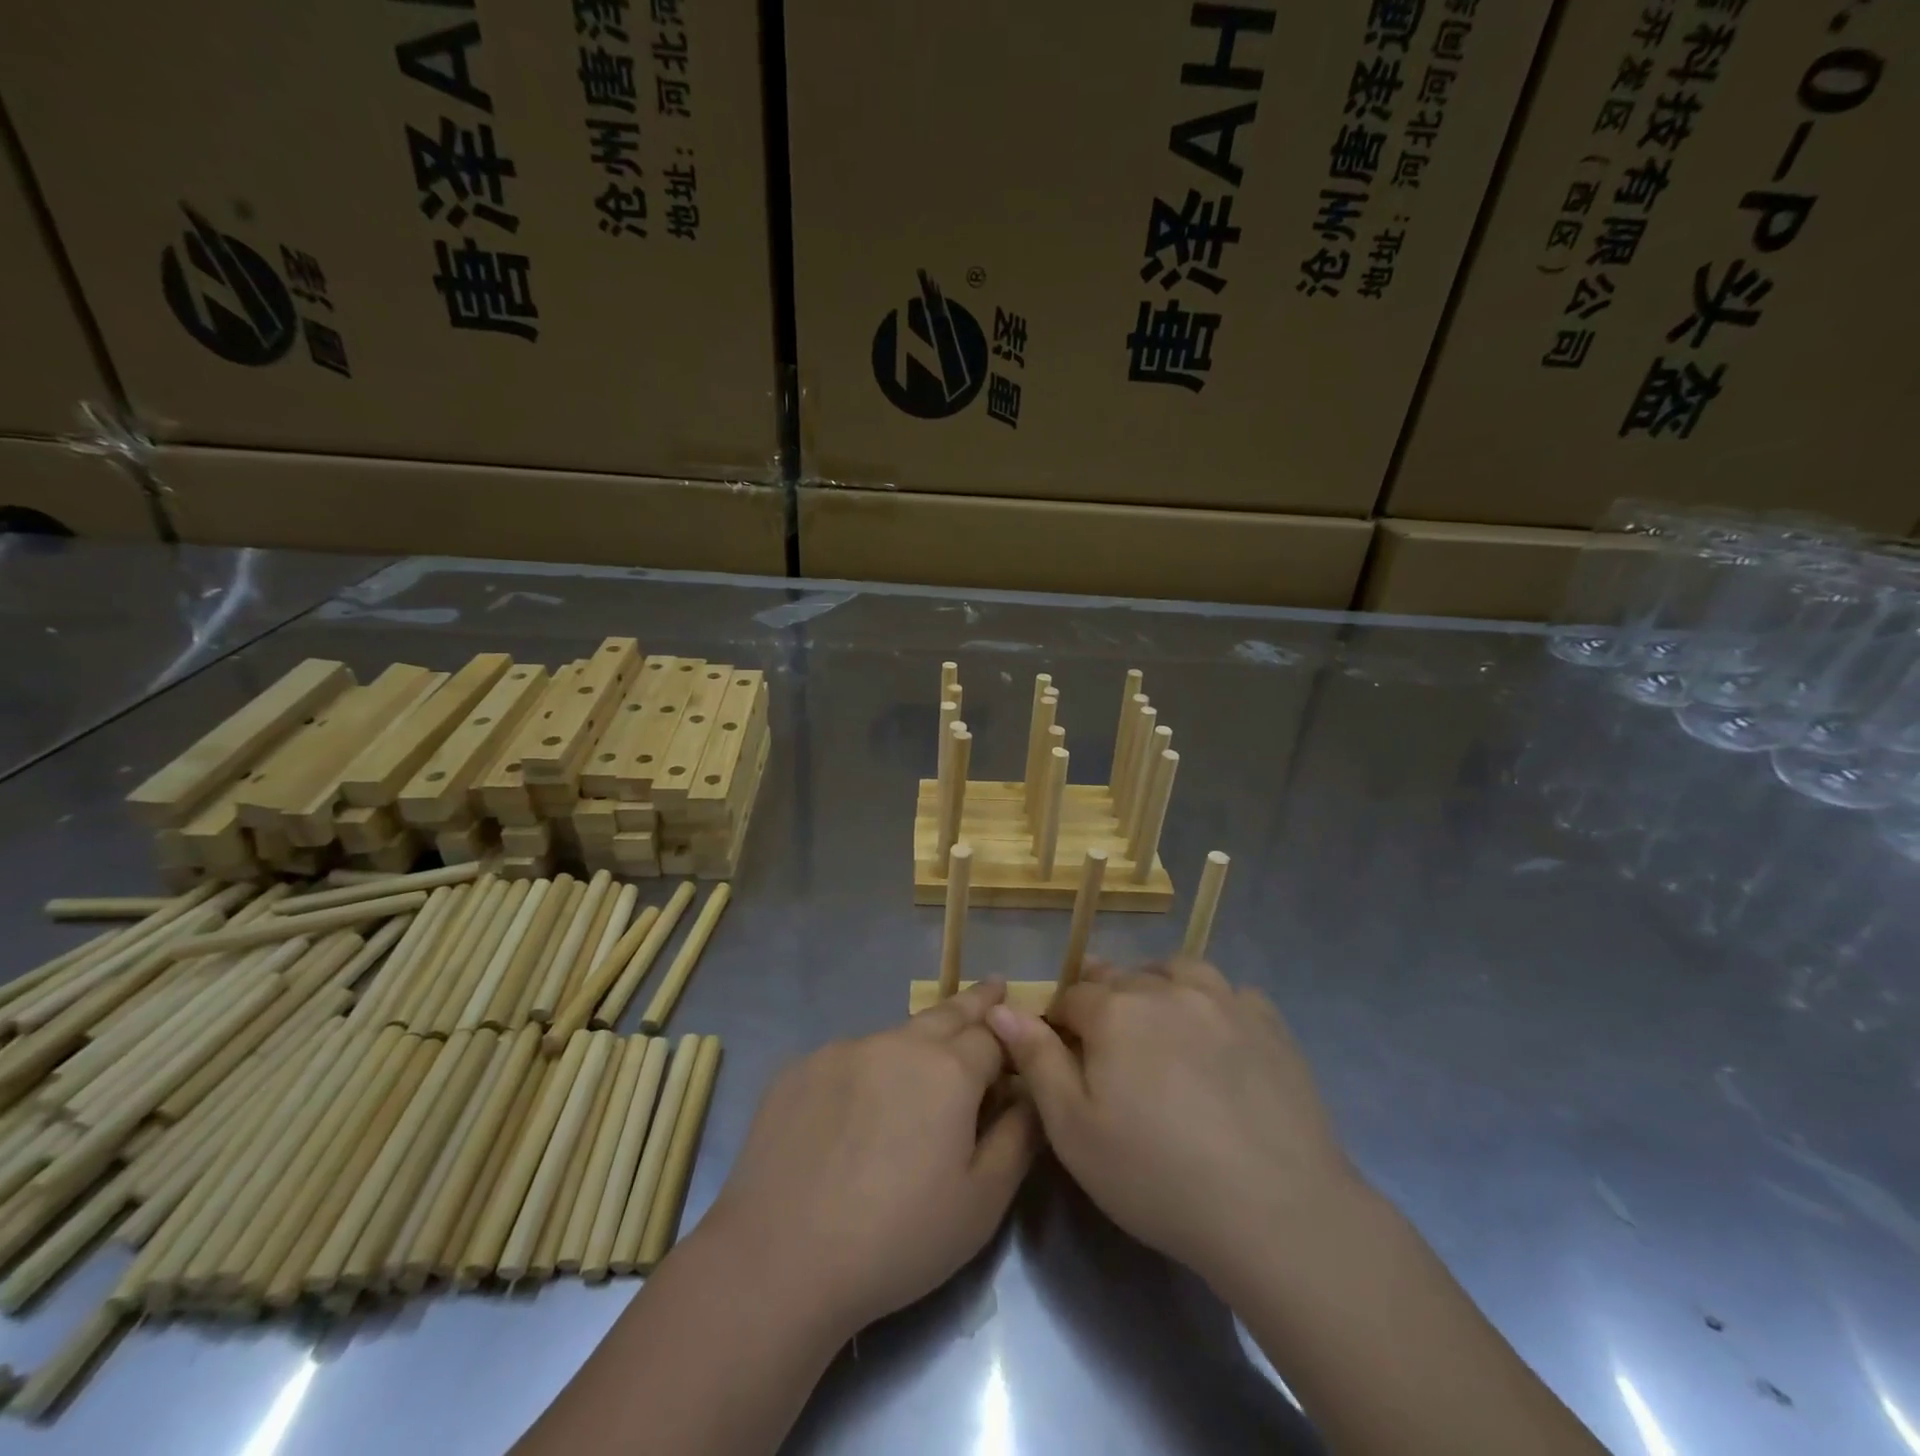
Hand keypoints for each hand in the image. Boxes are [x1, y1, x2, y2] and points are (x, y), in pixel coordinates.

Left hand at [701, 979, 1038, 1335]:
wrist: (780, 1259)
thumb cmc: (897, 1239)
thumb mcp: (981, 1203)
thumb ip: (1018, 1139)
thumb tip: (1031, 1095)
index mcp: (948, 1070)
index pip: (992, 1035)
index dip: (1009, 1039)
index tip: (1019, 1033)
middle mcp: (897, 1043)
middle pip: (946, 1014)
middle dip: (974, 1002)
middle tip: (993, 988)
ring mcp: (842, 1050)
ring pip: (893, 1036)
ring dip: (916, 1043)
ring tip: (922, 1066)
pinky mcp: (799, 1069)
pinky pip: (847, 1059)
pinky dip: (865, 1070)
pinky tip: (856, 1109)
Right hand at [986, 959, 1360, 1288]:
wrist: (1274, 1211)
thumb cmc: (1157, 1176)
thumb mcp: (1074, 1129)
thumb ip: (1036, 1059)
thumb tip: (1000, 1007)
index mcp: (1115, 1011)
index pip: (1072, 995)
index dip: (1061, 1021)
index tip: (1065, 1055)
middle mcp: (1166, 988)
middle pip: (1122, 977)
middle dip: (1105, 1002)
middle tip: (1112, 1051)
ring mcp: (1223, 1000)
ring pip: (1176, 970)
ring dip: (1158, 986)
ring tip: (1159, 1025)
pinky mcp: (1268, 1022)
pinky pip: (1230, 992)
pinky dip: (1213, 1004)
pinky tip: (1217, 1038)